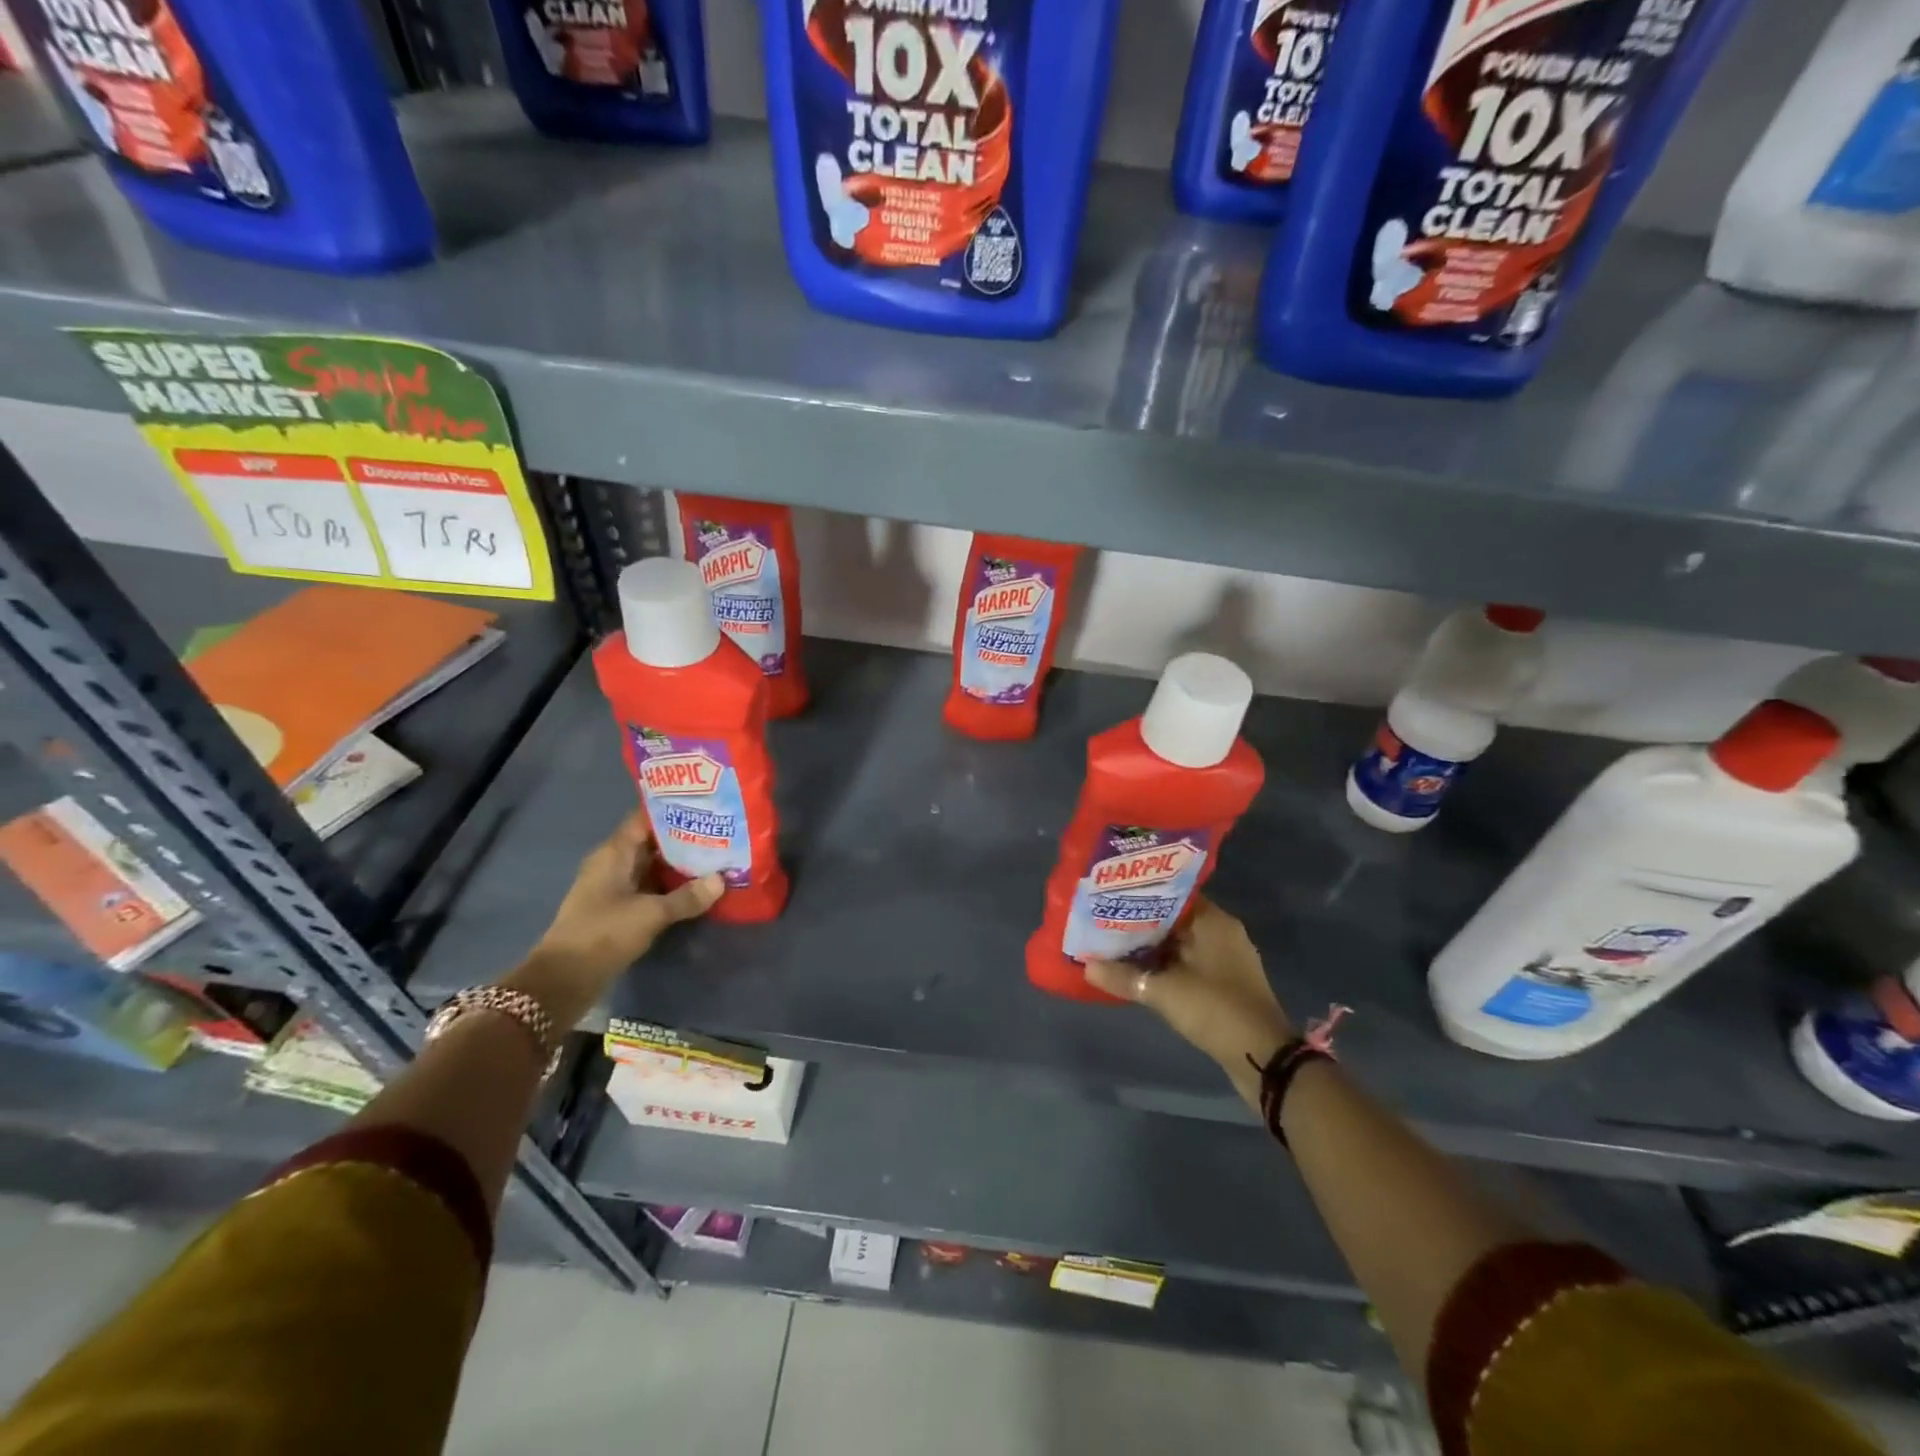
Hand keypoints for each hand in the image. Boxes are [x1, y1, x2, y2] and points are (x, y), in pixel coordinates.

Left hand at [509, 811, 723, 1025]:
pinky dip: (671, 886)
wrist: (564, 979)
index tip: (705, 805)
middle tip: (720, 832)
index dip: (673, 810)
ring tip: (717, 857)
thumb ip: (687, 897)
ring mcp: (615, 888)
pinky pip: (650, 888)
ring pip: (653, 867)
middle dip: (684, 837)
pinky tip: (698, 888)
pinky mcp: (619, 909)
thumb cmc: (603, 933)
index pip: (645, 819)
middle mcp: (613, 864)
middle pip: (652, 842)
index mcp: (614, 853)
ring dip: (680, 864)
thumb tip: (722, 880)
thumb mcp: (651, 914)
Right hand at [1084, 899, 1293, 1094]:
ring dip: (1151, 947)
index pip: (1171, 894)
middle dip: (1140, 922)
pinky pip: (1187, 963)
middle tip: (1104, 921)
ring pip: (1180, 943)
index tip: (1110, 898)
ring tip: (1113, 945)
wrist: (1263, 1058)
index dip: (1140, 895)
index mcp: (1212, 921)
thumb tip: (1086, 965)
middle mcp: (1221, 932)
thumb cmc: (1215, 1009)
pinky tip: (1138, 972)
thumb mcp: (1163, 992)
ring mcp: (1225, 959)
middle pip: (1173, 918)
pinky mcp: (1224, 983)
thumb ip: (1123, 976)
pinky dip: (1165, 965)